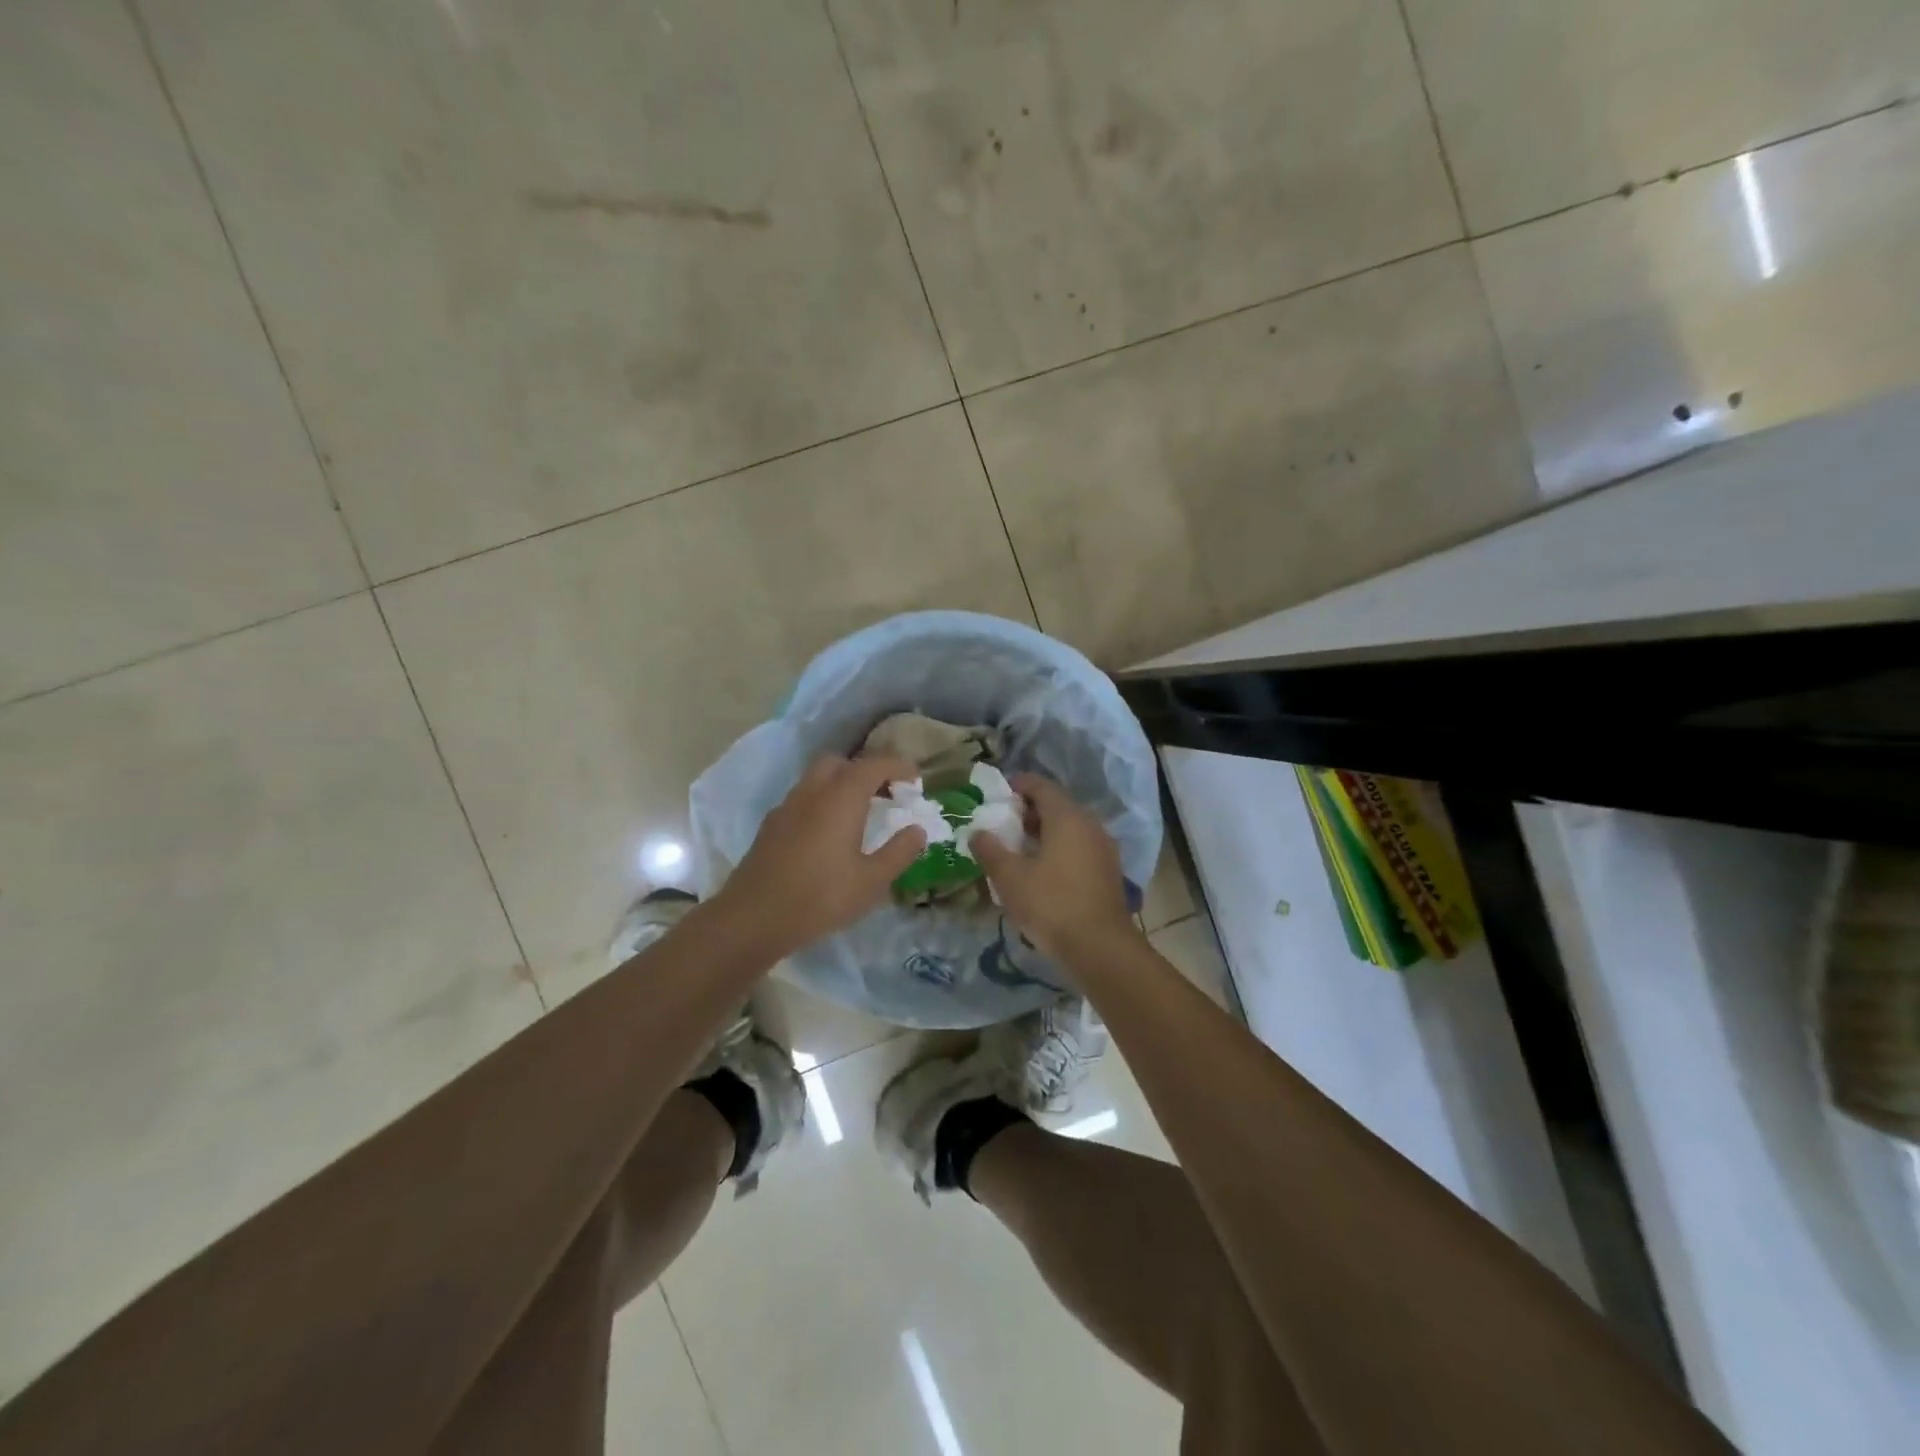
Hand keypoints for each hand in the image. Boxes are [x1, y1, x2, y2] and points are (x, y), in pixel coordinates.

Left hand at [714, 754, 926, 958]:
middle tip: (885, 794)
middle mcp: (813, 791)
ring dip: (842, 784)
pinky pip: (803, 798)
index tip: (915, 781)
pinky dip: (822, 801)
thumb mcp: (871, 881)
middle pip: (841, 763)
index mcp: (842, 797)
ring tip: (860, 813)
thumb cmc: (821, 897)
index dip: (898, 766)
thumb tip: (918, 830)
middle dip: (866, 770)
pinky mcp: (771, 824)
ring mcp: (788, 806)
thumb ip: (899, 851)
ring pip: (818, 778)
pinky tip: (828, 833)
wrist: (754, 917)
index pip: (875, 764)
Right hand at [970, 774, 1141, 964]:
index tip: (998, 794)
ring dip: (1045, 832)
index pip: (1041, 786)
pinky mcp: (1108, 871)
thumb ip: (990, 849)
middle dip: (1029, 811)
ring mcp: (1103, 848)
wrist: (1100, 948)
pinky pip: (1079, 847)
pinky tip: (1042, 870)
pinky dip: (1060, 849)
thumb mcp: (1009, 877)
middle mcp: (1089, 824)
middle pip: (1057, 806)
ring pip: (1070, 828)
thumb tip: (977, 832)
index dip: (1018, 785)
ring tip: (1019, 848)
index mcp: (1067, 817)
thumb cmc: (1051, 904)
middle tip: (1004, 823)